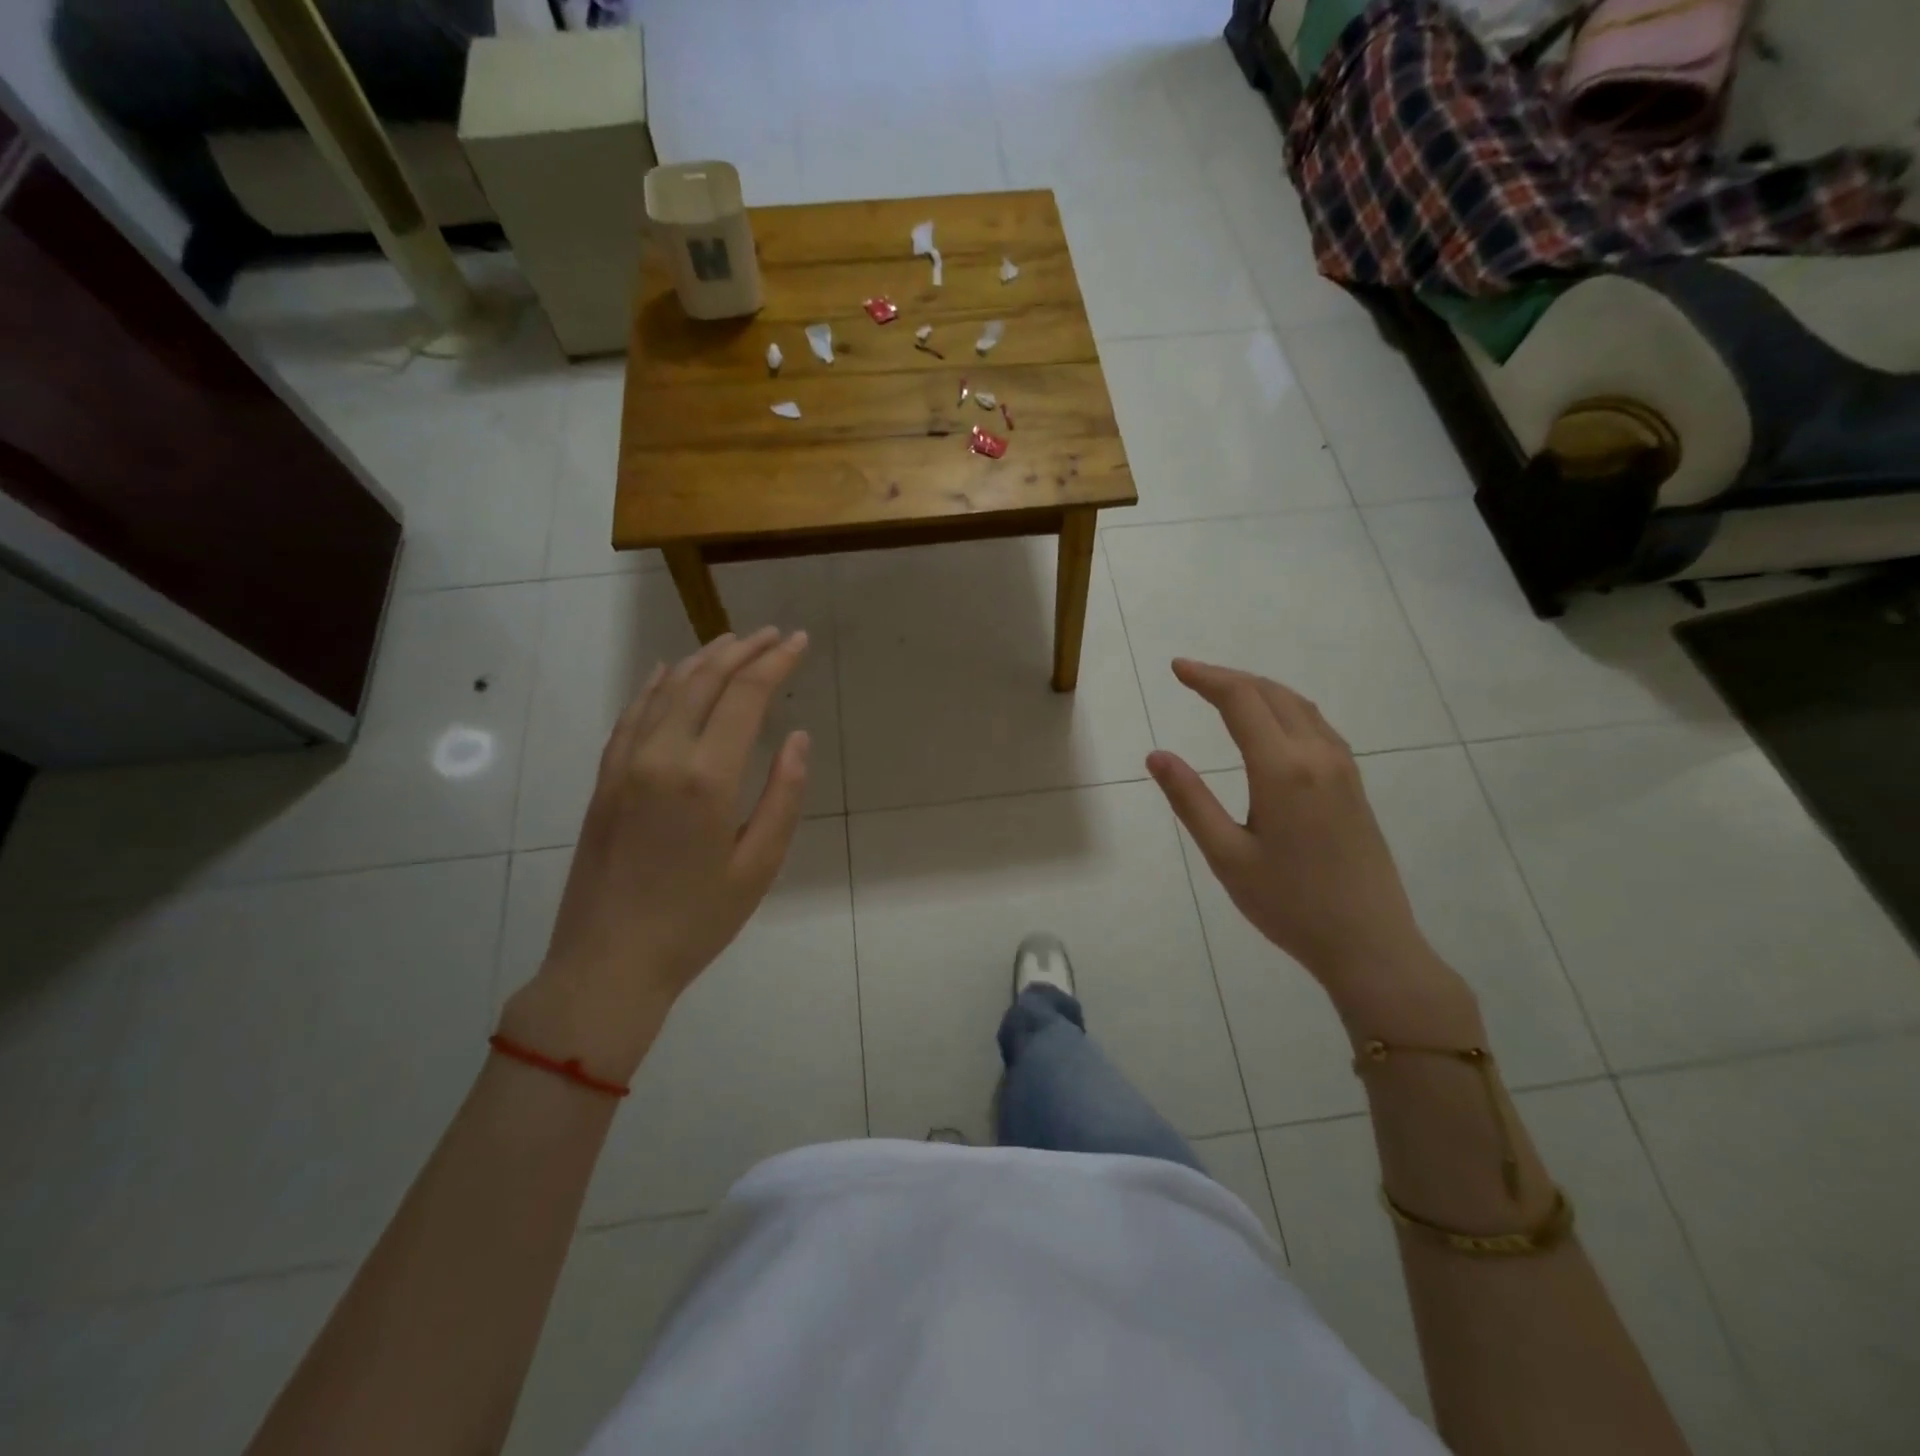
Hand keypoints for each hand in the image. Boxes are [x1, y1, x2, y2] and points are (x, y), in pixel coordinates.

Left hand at [501, 628, 810, 1080]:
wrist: (608, 962)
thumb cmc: (696, 921)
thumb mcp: (758, 866)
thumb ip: (782, 795)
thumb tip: (797, 737)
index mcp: (706, 778)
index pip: (745, 696)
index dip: (776, 663)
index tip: (800, 642)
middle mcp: (662, 756)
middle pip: (704, 681)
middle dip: (743, 651)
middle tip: (774, 634)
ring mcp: (625, 764)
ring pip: (666, 690)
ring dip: (702, 660)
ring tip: (732, 642)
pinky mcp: (604, 779)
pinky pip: (631, 715)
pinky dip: (655, 685)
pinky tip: (669, 672)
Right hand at [1145, 660, 1453, 1023]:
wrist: (1370, 944)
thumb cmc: (1289, 905)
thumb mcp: (1226, 856)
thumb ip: (1190, 800)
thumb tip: (1157, 755)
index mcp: (1282, 770)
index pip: (1241, 701)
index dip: (1207, 678)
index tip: (1176, 668)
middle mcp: (1317, 756)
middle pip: (1271, 694)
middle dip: (1229, 678)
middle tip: (1192, 676)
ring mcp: (1342, 768)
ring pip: (1299, 706)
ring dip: (1259, 690)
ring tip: (1225, 692)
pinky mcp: (1354, 784)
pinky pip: (1317, 725)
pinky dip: (1285, 708)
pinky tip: (1272, 724)